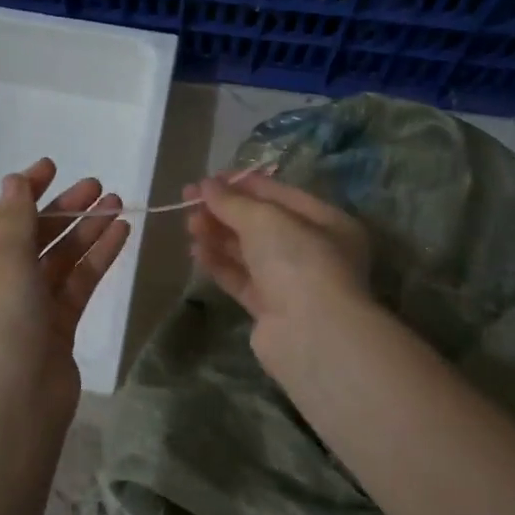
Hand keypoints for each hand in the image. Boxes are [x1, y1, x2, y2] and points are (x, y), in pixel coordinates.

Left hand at [0, 157, 129, 431]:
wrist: (15, 403)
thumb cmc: (0, 323)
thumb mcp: (5, 262)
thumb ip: (17, 218)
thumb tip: (14, 180)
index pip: (1, 217)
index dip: (27, 190)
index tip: (54, 166)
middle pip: (34, 236)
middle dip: (65, 210)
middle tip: (98, 187)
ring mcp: (27, 305)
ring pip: (60, 259)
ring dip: (87, 231)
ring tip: (118, 204)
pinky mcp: (56, 325)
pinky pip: (77, 282)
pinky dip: (96, 259)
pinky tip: (120, 234)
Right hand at [186, 171, 372, 372]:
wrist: (311, 334)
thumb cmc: (298, 261)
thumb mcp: (265, 220)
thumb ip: (233, 202)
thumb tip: (206, 186)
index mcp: (326, 221)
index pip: (279, 195)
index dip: (242, 184)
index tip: (207, 180)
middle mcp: (313, 251)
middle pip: (262, 224)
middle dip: (225, 211)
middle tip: (188, 202)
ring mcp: (292, 282)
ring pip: (249, 252)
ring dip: (219, 236)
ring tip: (189, 225)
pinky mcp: (271, 309)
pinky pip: (242, 279)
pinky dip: (220, 264)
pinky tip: (196, 252)